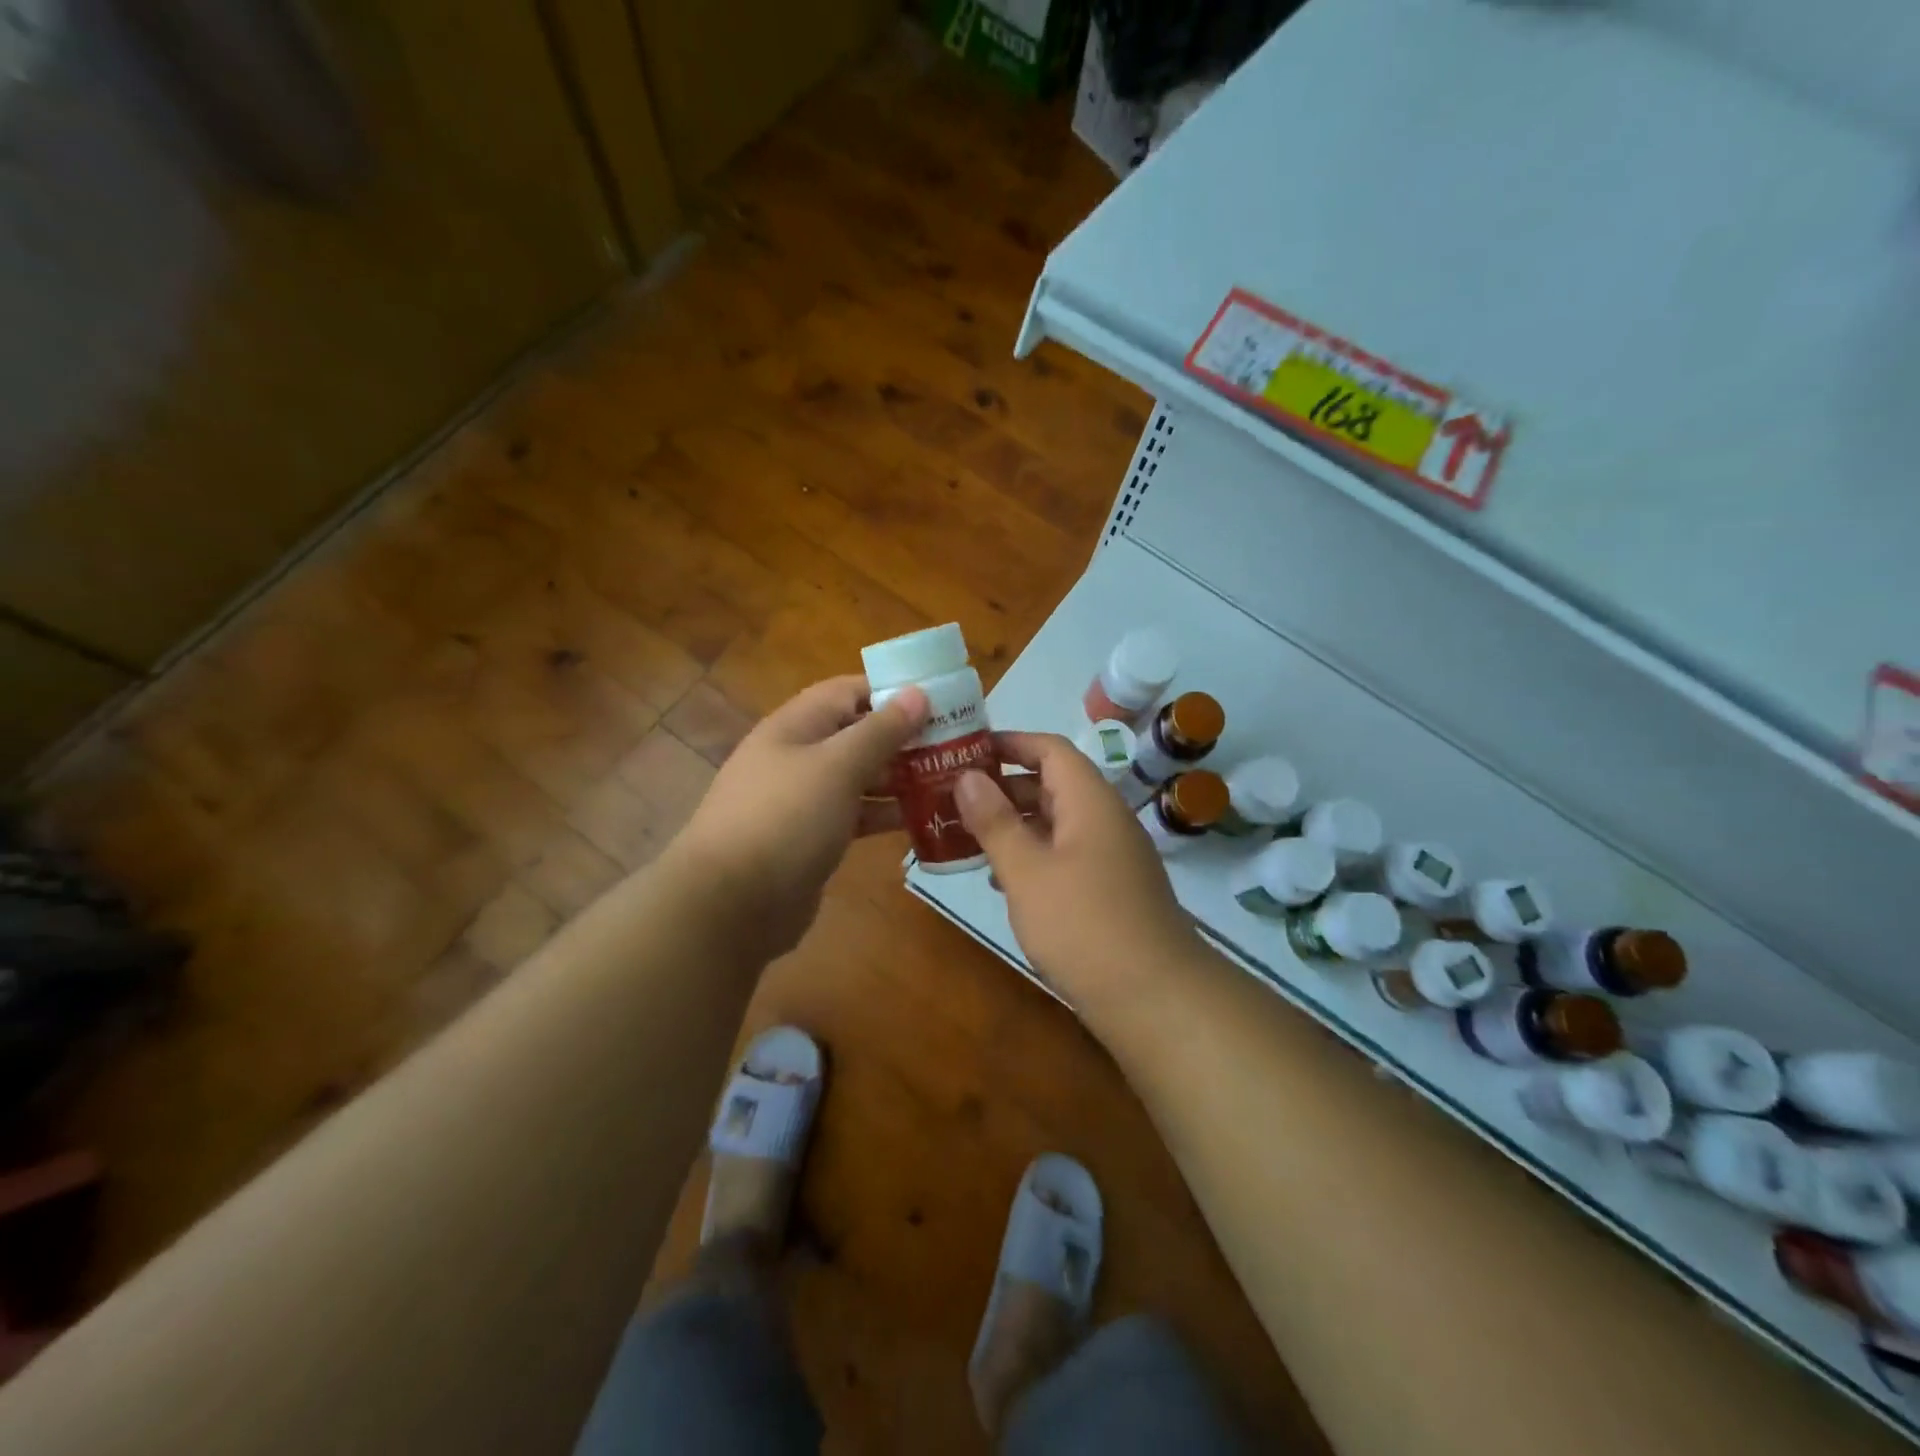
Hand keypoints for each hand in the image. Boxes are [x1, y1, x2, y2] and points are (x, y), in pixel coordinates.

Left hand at [673, 675, 928, 958]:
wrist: (731, 904)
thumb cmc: (786, 819)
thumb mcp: (837, 766)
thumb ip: (879, 731)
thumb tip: (916, 692)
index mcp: (796, 726)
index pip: (848, 691)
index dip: (892, 691)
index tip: (941, 700)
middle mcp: (797, 756)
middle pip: (857, 734)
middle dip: (904, 738)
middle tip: (957, 745)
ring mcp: (803, 800)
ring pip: (859, 777)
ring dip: (899, 778)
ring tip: (950, 781)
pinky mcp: (811, 838)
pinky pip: (854, 815)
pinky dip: (884, 814)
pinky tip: (922, 819)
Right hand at [954, 732, 1199, 1003]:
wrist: (1156, 999)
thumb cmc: (1084, 924)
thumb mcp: (1027, 871)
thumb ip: (995, 822)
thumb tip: (967, 776)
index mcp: (1090, 801)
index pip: (1050, 749)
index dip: (1009, 742)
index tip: (965, 749)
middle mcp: (1104, 819)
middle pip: (1052, 784)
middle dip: (1003, 786)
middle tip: (952, 795)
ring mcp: (1111, 856)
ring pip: (1056, 823)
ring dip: (1014, 823)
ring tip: (965, 834)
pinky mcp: (1110, 890)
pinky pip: (1065, 855)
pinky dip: (1032, 856)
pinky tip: (1000, 878)